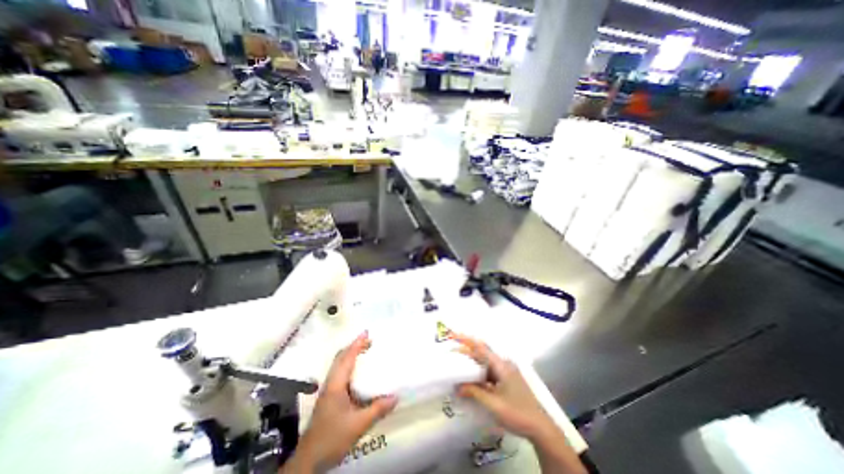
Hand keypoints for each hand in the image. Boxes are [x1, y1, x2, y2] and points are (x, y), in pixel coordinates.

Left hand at [283, 333, 400, 473]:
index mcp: (336, 385)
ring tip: (365, 350)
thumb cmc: (332, 438)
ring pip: (338, 364)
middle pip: (340, 357)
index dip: (356, 344)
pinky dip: (349, 364)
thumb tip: (396, 396)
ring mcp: (328, 389)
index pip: (347, 358)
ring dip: (351, 354)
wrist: (308, 460)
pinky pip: (339, 372)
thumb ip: (377, 409)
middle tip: (369, 340)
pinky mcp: (329, 397)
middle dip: (354, 346)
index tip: (367, 333)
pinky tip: (358, 371)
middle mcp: (330, 383)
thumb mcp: (358, 425)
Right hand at [455, 334, 558, 440]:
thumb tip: (457, 386)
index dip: (466, 340)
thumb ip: (474, 392)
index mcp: (501, 365)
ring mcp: (506, 372)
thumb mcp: (493, 404)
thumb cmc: (517, 413)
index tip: (453, 336)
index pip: (480, 348)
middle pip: (483, 352)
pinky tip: (471, 378)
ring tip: (458, 362)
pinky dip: (479, 372)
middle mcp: (503, 364)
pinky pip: (489, 371)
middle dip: (468, 348)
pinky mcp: (506, 380)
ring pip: (485, 362)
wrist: (541, 428)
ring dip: (472, 361)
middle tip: (453, 349)